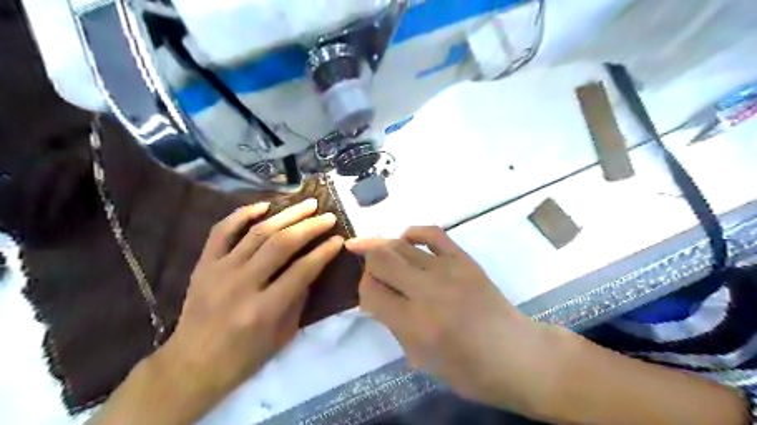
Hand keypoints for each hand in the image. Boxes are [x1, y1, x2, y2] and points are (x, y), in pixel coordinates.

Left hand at [154, 198, 343, 401]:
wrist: (191, 366)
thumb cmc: (243, 357)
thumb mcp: (282, 335)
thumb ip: (299, 299)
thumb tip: (311, 267)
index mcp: (263, 309)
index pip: (302, 271)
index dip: (324, 252)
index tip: (339, 239)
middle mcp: (242, 285)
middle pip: (281, 244)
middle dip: (310, 226)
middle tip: (328, 216)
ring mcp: (220, 271)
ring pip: (258, 232)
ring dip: (286, 215)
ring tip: (307, 204)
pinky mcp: (204, 265)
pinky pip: (222, 231)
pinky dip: (242, 214)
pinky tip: (264, 206)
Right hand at [345, 227, 570, 416]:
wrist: (516, 355)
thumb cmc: (468, 369)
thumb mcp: (421, 359)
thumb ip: (394, 325)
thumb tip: (378, 296)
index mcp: (415, 324)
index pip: (371, 292)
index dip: (363, 290)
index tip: (369, 294)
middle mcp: (427, 291)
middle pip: (381, 259)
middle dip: (366, 260)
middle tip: (365, 266)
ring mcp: (448, 270)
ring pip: (401, 244)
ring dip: (382, 245)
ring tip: (373, 248)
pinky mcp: (464, 260)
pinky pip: (432, 233)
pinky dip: (413, 232)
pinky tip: (405, 239)